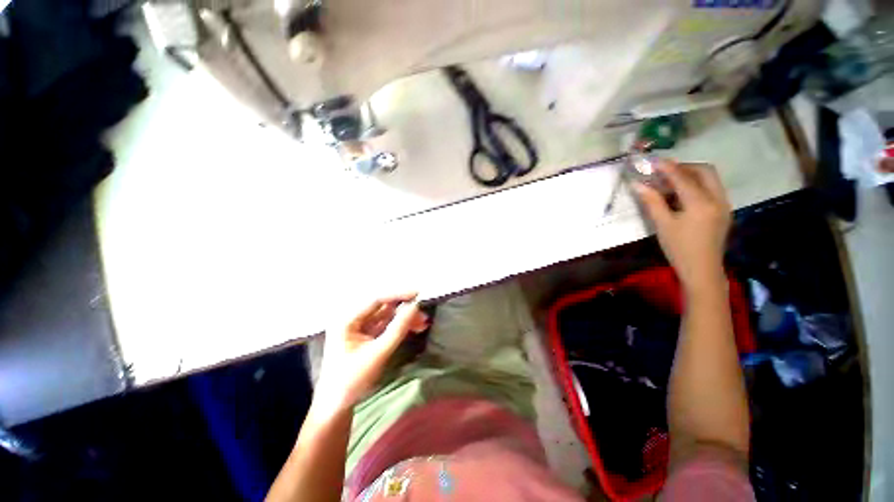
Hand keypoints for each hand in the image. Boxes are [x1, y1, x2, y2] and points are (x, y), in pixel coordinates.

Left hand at [316, 293, 428, 410]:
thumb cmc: (352, 380)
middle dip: (404, 307)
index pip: (376, 299)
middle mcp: (353, 318)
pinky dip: (400, 325)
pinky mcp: (367, 335)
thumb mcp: (378, 353)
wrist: (336, 406)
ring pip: (387, 315)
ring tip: (423, 322)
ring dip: (405, 317)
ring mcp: (360, 326)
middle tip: (423, 311)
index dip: (398, 294)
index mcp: (347, 319)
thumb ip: (398, 328)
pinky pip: (386, 324)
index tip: (418, 294)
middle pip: (382, 305)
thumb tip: (415, 306)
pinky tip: (415, 327)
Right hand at [635, 161, 730, 292]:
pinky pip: (712, 189)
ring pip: (710, 179)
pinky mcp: (724, 211)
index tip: (653, 161)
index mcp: (701, 203)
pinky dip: (697, 185)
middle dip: (684, 167)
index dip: (667, 167)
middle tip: (664, 172)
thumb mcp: (662, 225)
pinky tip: (682, 195)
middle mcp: (717, 199)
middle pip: (705, 171)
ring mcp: (724, 204)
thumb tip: (638, 185)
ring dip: (691, 175)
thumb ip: (652, 202)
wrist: (702, 270)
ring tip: (670, 183)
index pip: (683, 177)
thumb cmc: (679, 249)